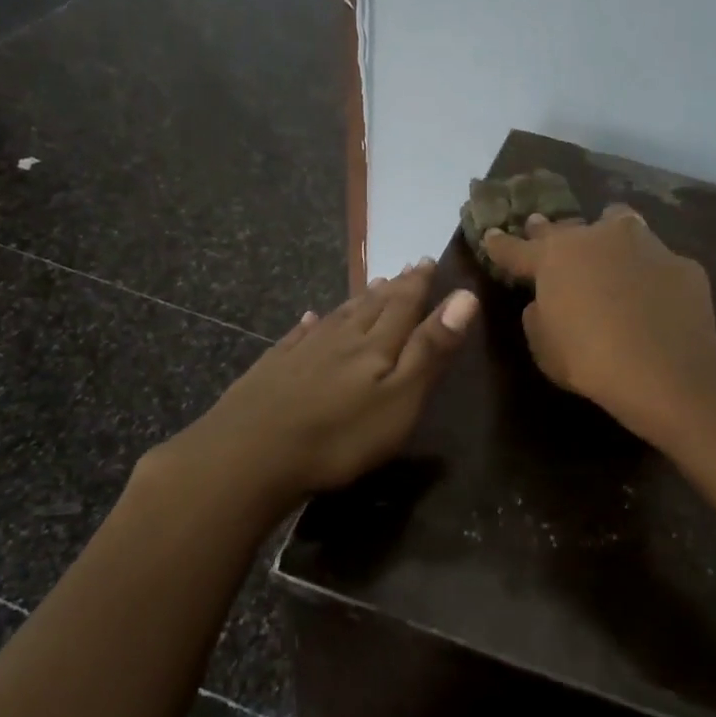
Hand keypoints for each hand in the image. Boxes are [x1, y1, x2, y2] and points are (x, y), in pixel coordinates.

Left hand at [183, 261, 479, 503]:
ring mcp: (302, 353)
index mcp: (375, 347)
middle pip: (370, 307)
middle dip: (392, 288)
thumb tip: (464, 296)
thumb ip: (430, 349)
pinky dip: (309, 325)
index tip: (427, 261)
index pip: (403, 306)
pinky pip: (297, 337)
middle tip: (405, 269)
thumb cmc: (340, 436)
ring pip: (337, 318)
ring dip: (357, 301)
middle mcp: (340, 340)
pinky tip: (309, 318)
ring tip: (371, 286)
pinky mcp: (272, 370)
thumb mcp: (400, 399)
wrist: (250, 455)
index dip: (418, 284)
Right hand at [483, 205, 715, 445]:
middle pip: (566, 227)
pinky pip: (657, 261)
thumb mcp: (544, 347)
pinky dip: (649, 272)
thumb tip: (543, 302)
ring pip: (619, 223)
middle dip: (550, 231)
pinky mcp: (680, 263)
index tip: (491, 234)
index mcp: (554, 258)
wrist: (665, 368)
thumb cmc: (589, 360)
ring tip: (608, 246)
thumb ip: (538, 316)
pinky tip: (654, 294)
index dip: (501, 244)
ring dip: (607, 234)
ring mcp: (644, 244)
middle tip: (541, 229)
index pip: (516, 248)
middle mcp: (597, 238)